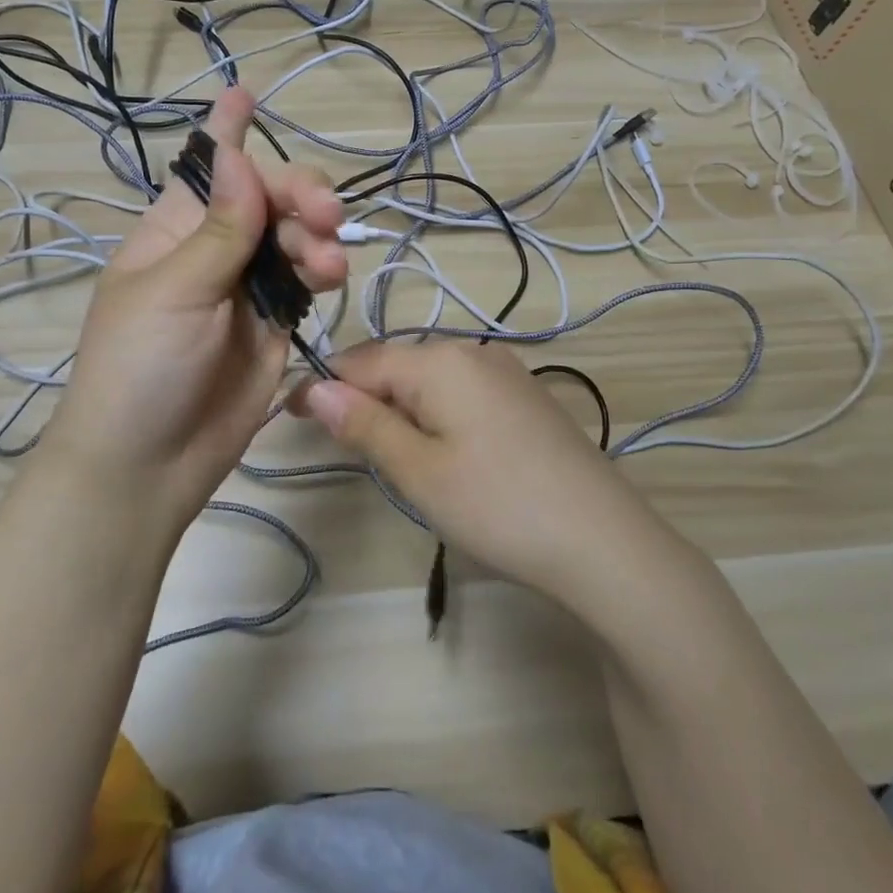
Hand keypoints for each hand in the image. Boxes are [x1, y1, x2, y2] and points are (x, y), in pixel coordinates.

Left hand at [42, 87, 345, 527]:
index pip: (204, 168)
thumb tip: (239, 156)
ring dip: (315, 238)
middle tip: (323, 212)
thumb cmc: (139, 369)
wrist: (148, 465)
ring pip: (294, 237)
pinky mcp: (275, 325)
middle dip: (298, 194)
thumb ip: (219, 229)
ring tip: (325, 264)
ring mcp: (246, 288)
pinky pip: (305, 282)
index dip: (225, 131)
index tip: (246, 92)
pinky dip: (320, 273)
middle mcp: (213, 250)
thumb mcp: (173, 292)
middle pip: (266, 198)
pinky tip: (328, 279)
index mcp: (173, 230)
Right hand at [289, 340, 650, 602]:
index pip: (361, 360)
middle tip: (336, 443)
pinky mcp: (527, 398)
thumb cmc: (498, 505)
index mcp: (440, 360)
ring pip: (430, 379)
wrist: (604, 540)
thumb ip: (364, 423)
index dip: (322, 385)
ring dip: (397, 406)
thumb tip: (315, 387)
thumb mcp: (418, 469)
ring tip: (383, 452)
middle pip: (397, 365)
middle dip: (360, 396)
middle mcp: (473, 351)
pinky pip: (461, 392)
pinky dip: (434, 413)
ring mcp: (506, 372)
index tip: (288, 415)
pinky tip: (440, 449)